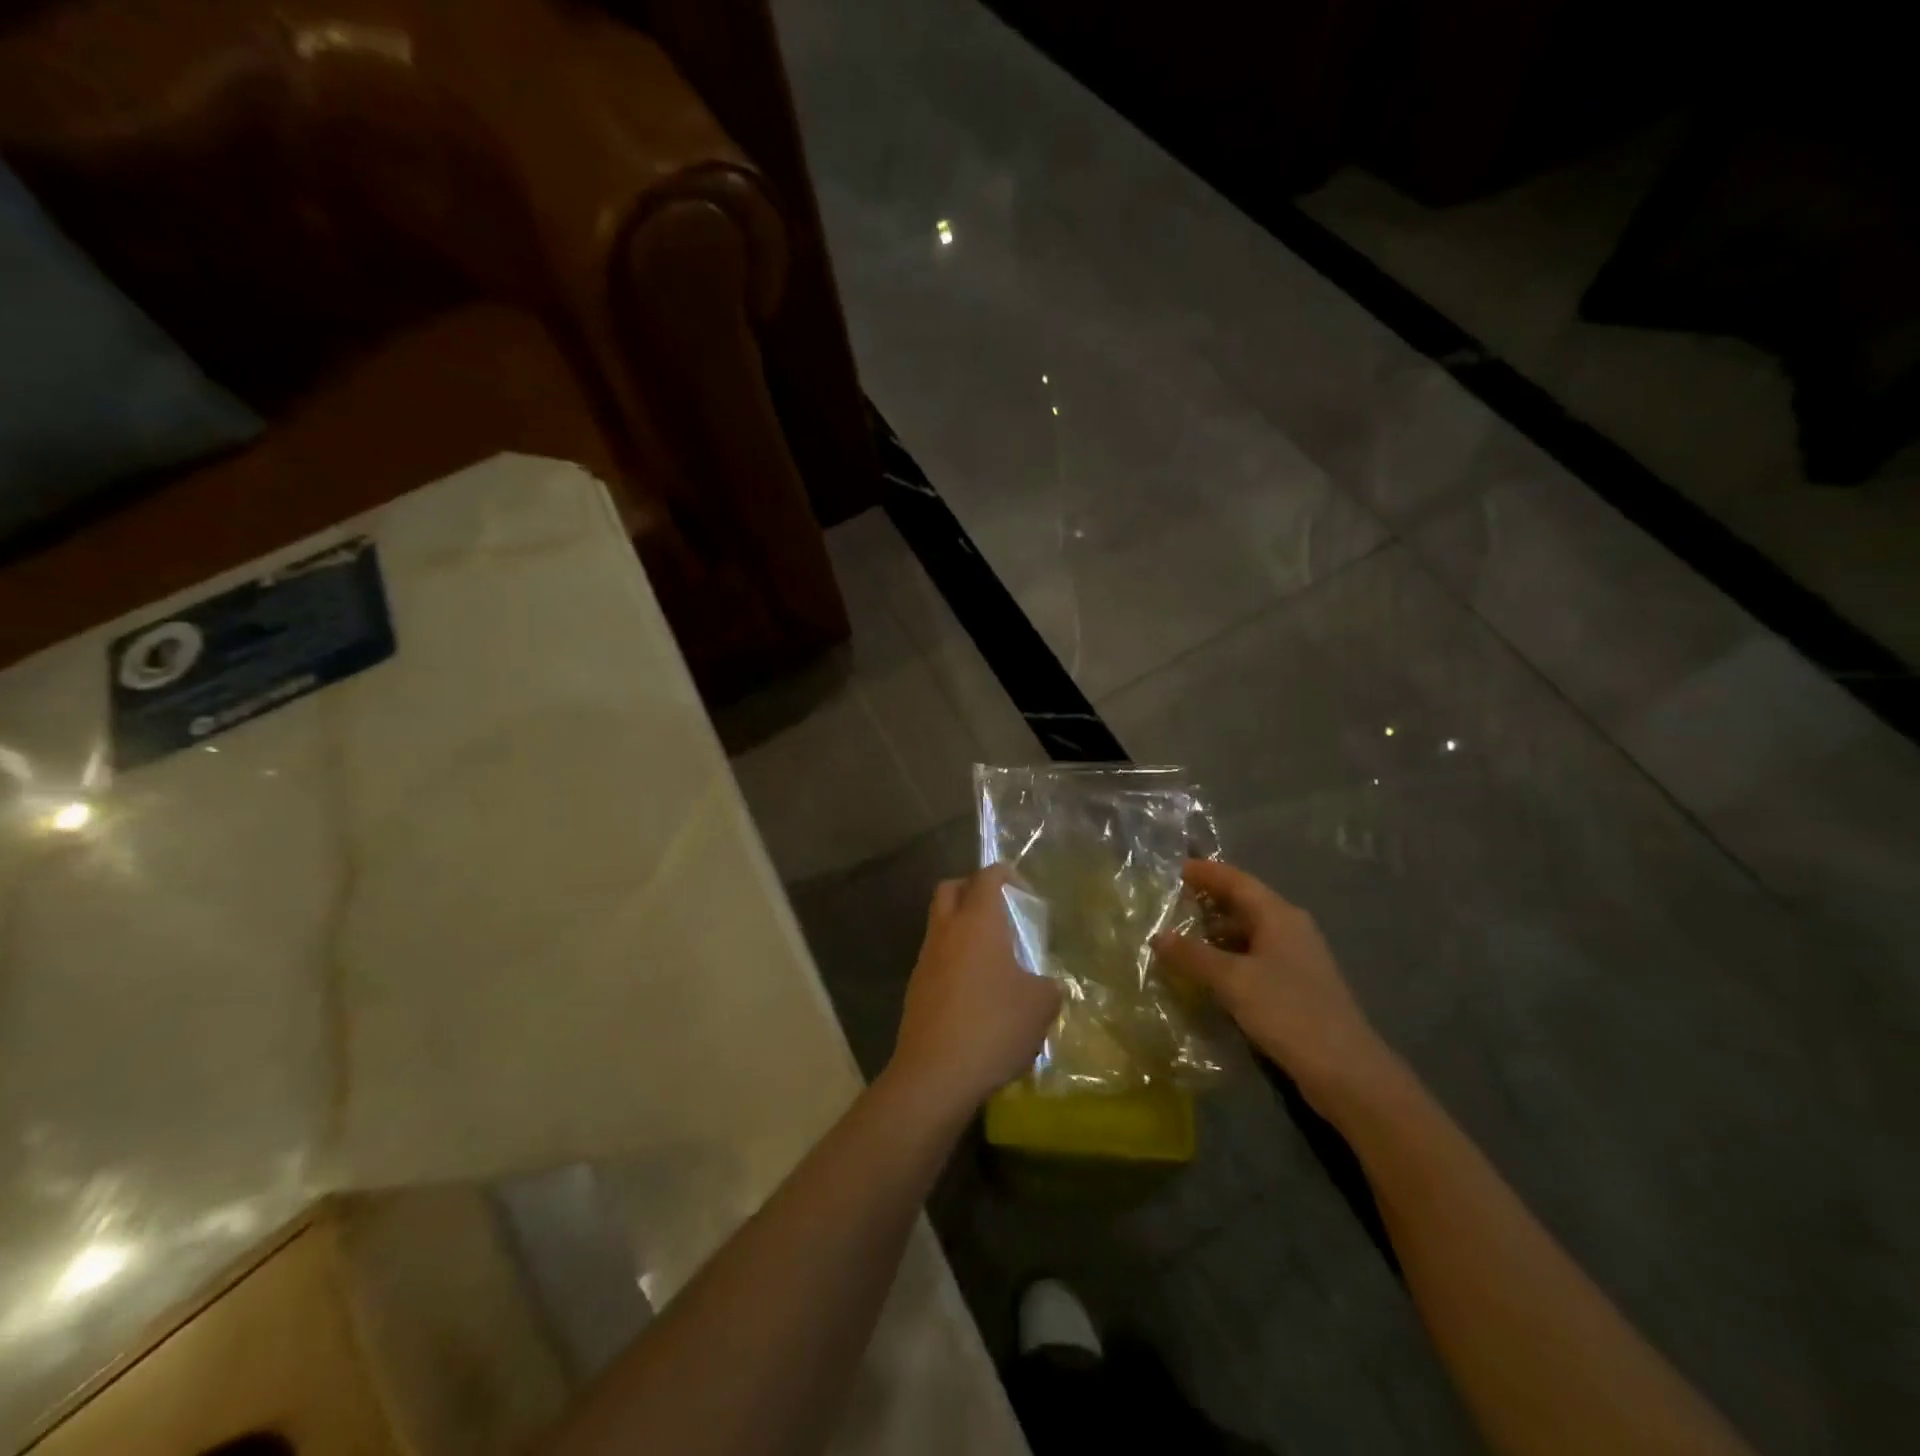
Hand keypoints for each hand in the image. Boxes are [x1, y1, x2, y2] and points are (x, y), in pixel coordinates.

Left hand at [887, 866, 1061, 1116]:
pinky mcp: (915, 988)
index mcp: (977, 922)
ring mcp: (926, 959)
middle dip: (971, 888)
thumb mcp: (1041, 1005)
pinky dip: (953, 957)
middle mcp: (946, 931)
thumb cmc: (993, 1027)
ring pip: (939, 923)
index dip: (1003, 873)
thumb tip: (1043, 984)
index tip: (1019, 884)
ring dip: (960, 925)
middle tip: (998, 907)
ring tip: (991, 952)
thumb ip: (1048, 985)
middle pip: (949, 889)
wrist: (935, 1074)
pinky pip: (935, 956)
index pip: (986, 877)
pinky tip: (974, 987)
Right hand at [1153, 860, 1390, 1108]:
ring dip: (1215, 932)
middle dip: (1207, 901)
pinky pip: (1254, 957)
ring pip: (1248, 932)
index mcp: (1278, 915)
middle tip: (1169, 905)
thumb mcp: (1233, 981)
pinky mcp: (1296, 985)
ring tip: (1180, 938)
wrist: (1347, 1071)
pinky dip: (1228, 956)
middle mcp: (1289, 928)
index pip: (1236, 880)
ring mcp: (1296, 957)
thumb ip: (1193, 956)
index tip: (1174, 869)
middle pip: (1243, 903)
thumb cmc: (1288, 1012)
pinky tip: (1207, 972)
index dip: (1205, 872)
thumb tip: (1158, 937)